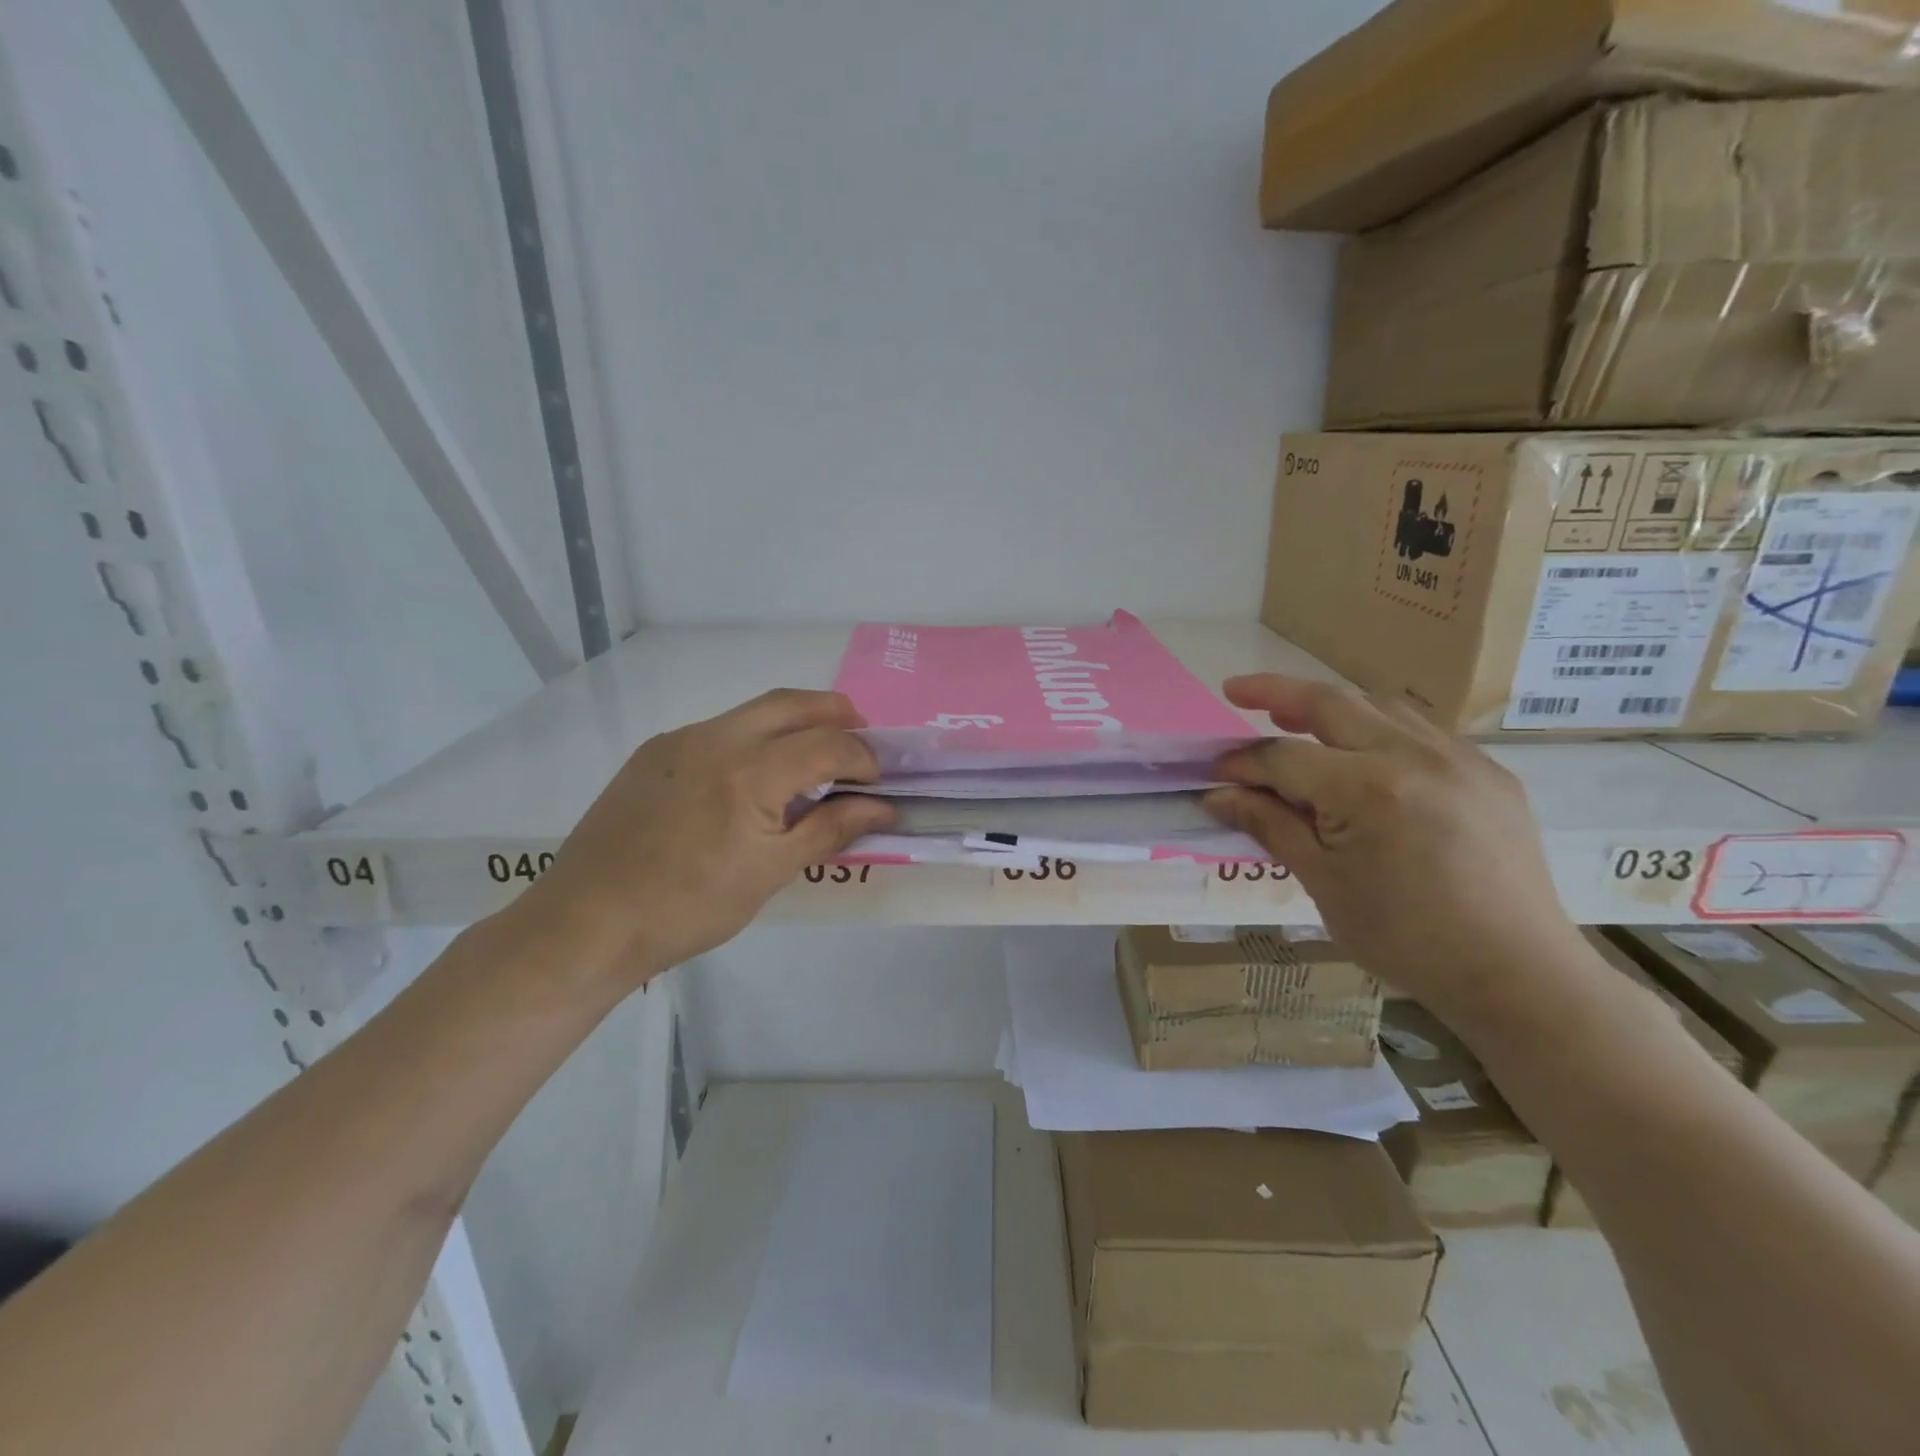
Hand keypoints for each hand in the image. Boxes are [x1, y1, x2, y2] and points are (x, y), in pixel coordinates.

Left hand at [505, 689, 895, 990]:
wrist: (587, 922)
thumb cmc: (689, 908)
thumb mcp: (771, 874)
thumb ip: (831, 830)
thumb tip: (883, 808)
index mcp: (751, 773)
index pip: (828, 744)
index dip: (862, 758)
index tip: (877, 782)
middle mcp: (716, 738)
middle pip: (792, 703)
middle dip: (835, 712)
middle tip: (861, 737)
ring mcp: (680, 740)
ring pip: (752, 711)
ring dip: (794, 721)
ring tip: (815, 753)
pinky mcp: (654, 752)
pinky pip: (718, 729)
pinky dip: (753, 738)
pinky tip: (754, 777)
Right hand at [1203, 675, 1585, 1016]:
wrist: (1515, 973)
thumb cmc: (1404, 937)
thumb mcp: (1322, 882)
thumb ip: (1269, 825)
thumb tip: (1217, 795)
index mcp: (1367, 789)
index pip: (1284, 757)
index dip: (1242, 762)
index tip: (1213, 772)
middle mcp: (1414, 755)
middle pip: (1330, 703)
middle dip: (1275, 692)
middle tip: (1236, 692)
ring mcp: (1460, 758)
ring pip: (1380, 706)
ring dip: (1331, 707)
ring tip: (1297, 720)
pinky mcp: (1489, 772)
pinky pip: (1422, 731)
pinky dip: (1379, 730)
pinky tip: (1365, 758)